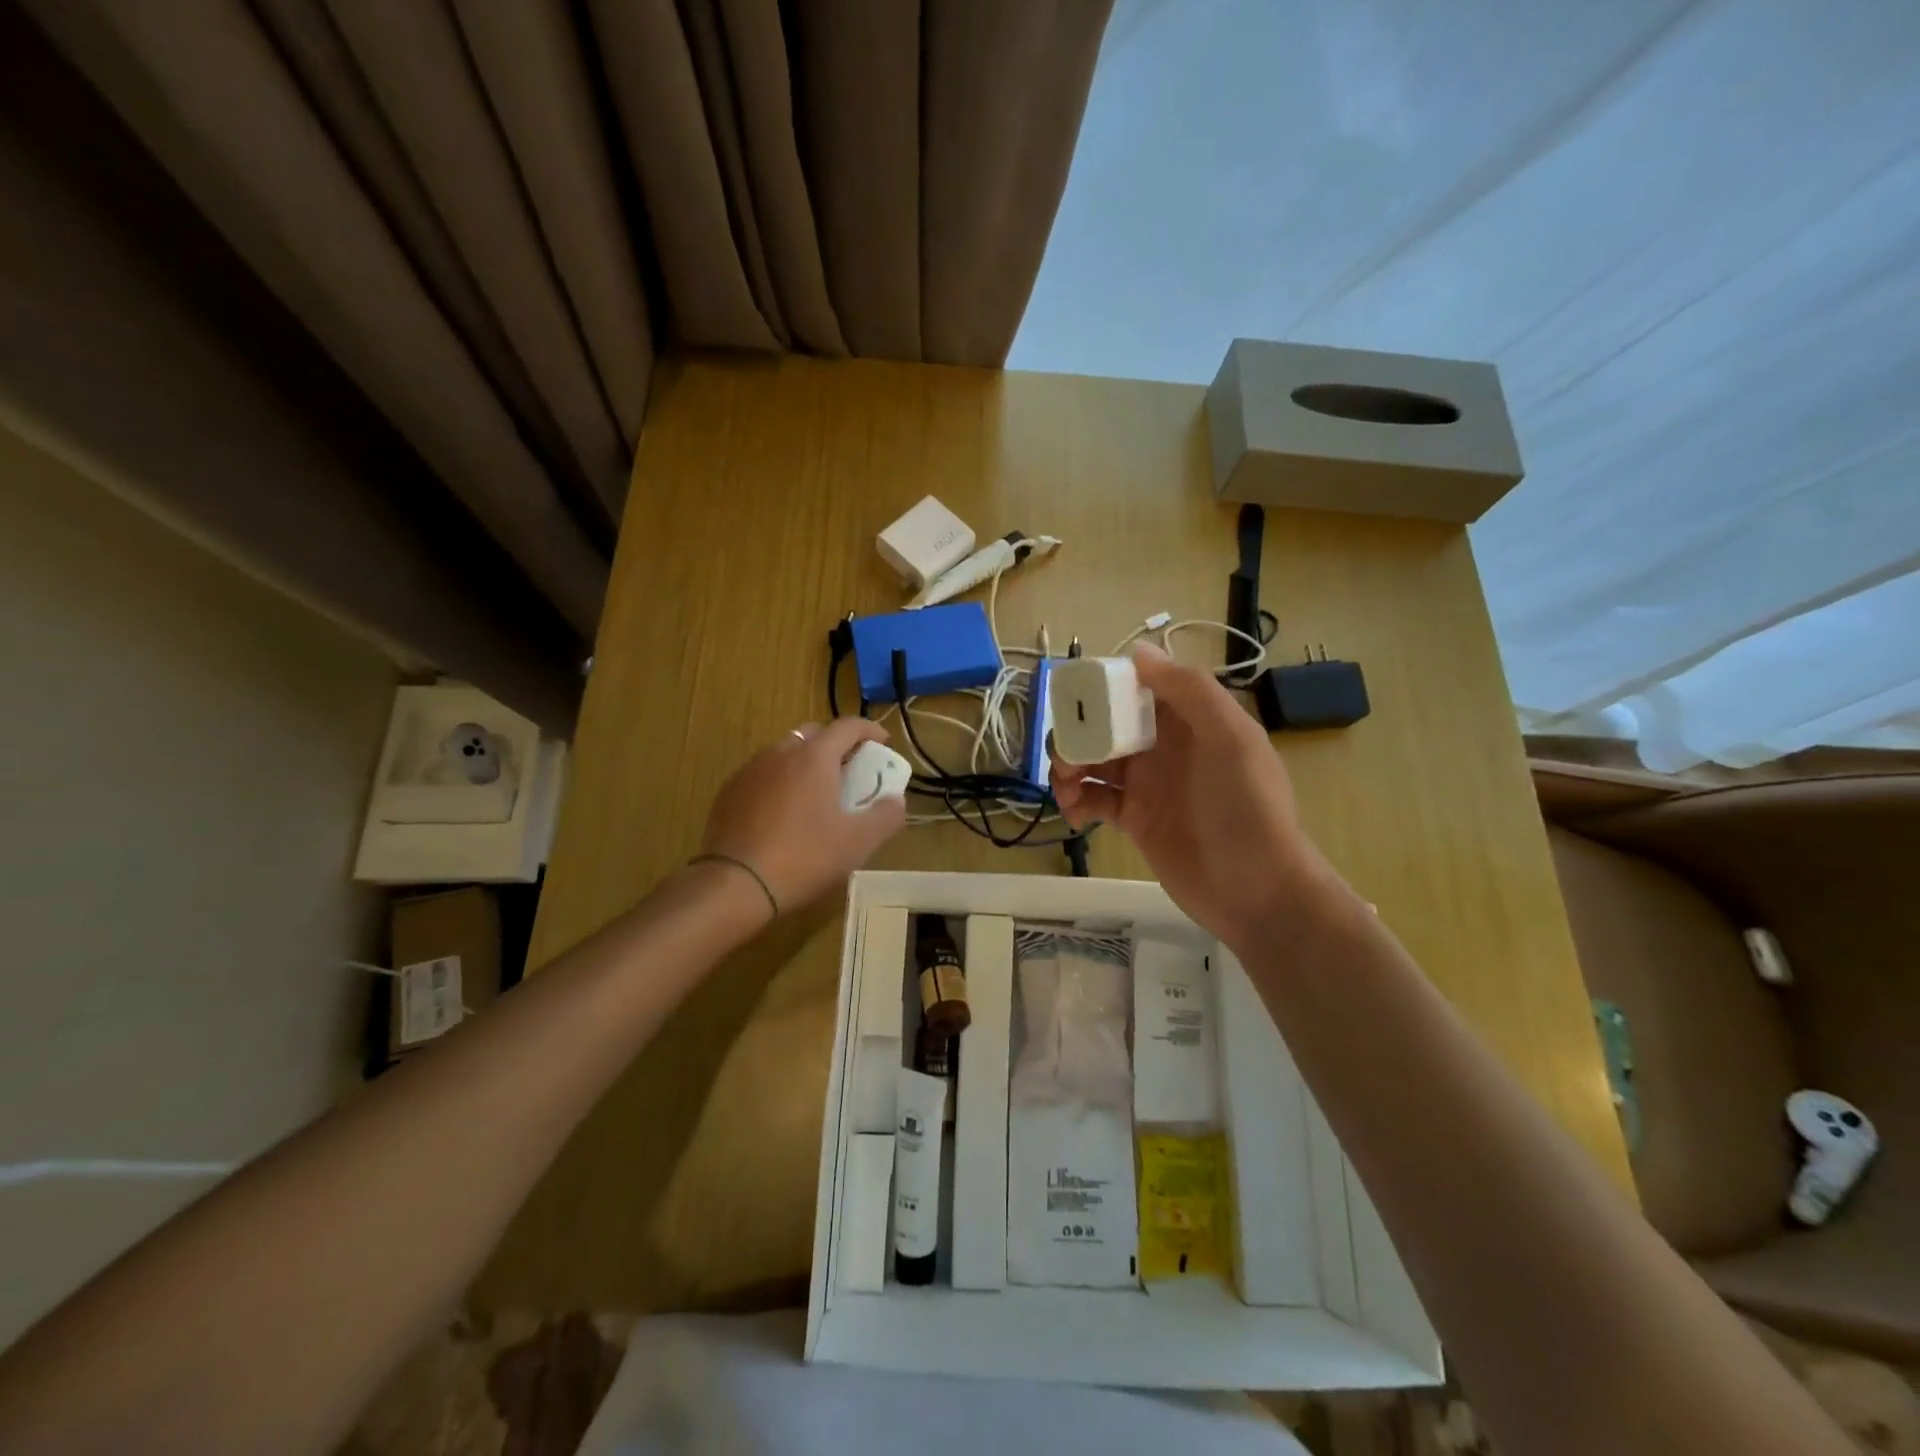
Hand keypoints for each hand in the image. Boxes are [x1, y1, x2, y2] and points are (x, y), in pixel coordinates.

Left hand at [700, 718, 906, 913]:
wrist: (735, 884)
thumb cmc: (804, 857)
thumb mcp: (857, 842)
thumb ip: (885, 816)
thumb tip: (896, 800)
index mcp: (814, 757)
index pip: (847, 726)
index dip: (869, 730)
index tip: (882, 742)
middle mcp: (780, 753)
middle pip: (814, 733)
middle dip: (836, 745)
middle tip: (849, 770)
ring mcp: (750, 770)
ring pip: (785, 752)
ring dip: (805, 762)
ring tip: (816, 792)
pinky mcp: (729, 792)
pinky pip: (762, 774)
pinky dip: (780, 780)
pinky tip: (783, 811)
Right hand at [1051, 644, 1331, 950]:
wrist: (1256, 891)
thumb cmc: (1246, 809)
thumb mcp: (1230, 739)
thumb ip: (1189, 690)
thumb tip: (1139, 651)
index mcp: (1190, 720)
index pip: (1139, 688)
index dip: (1104, 688)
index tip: (1074, 697)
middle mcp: (1166, 746)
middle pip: (1108, 725)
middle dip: (1079, 733)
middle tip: (1063, 754)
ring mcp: (1148, 784)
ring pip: (1094, 761)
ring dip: (1070, 767)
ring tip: (1064, 788)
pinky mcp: (1134, 819)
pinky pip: (1095, 799)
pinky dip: (1077, 801)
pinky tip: (1075, 815)